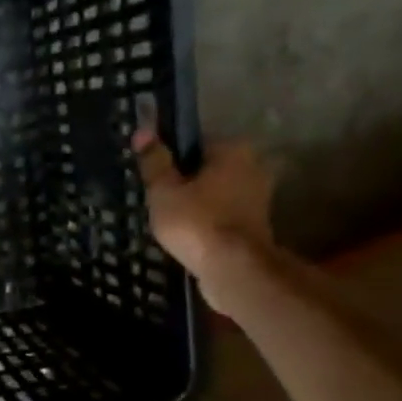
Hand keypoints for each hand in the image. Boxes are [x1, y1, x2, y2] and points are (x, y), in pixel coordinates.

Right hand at [132, 130, 275, 309]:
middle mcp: (253, 167)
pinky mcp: (257, 226)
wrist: (233, 269)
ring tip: (170, 221)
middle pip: (208, 169)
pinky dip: (208, 222)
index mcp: (233, 150)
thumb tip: (143, 131)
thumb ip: (154, 161)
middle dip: (186, 182)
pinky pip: (223, 215)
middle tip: (159, 201)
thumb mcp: (164, 190)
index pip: (195, 143)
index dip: (171, 159)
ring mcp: (258, 198)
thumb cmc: (196, 222)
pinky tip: (188, 235)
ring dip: (197, 204)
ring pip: (216, 194)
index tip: (154, 177)